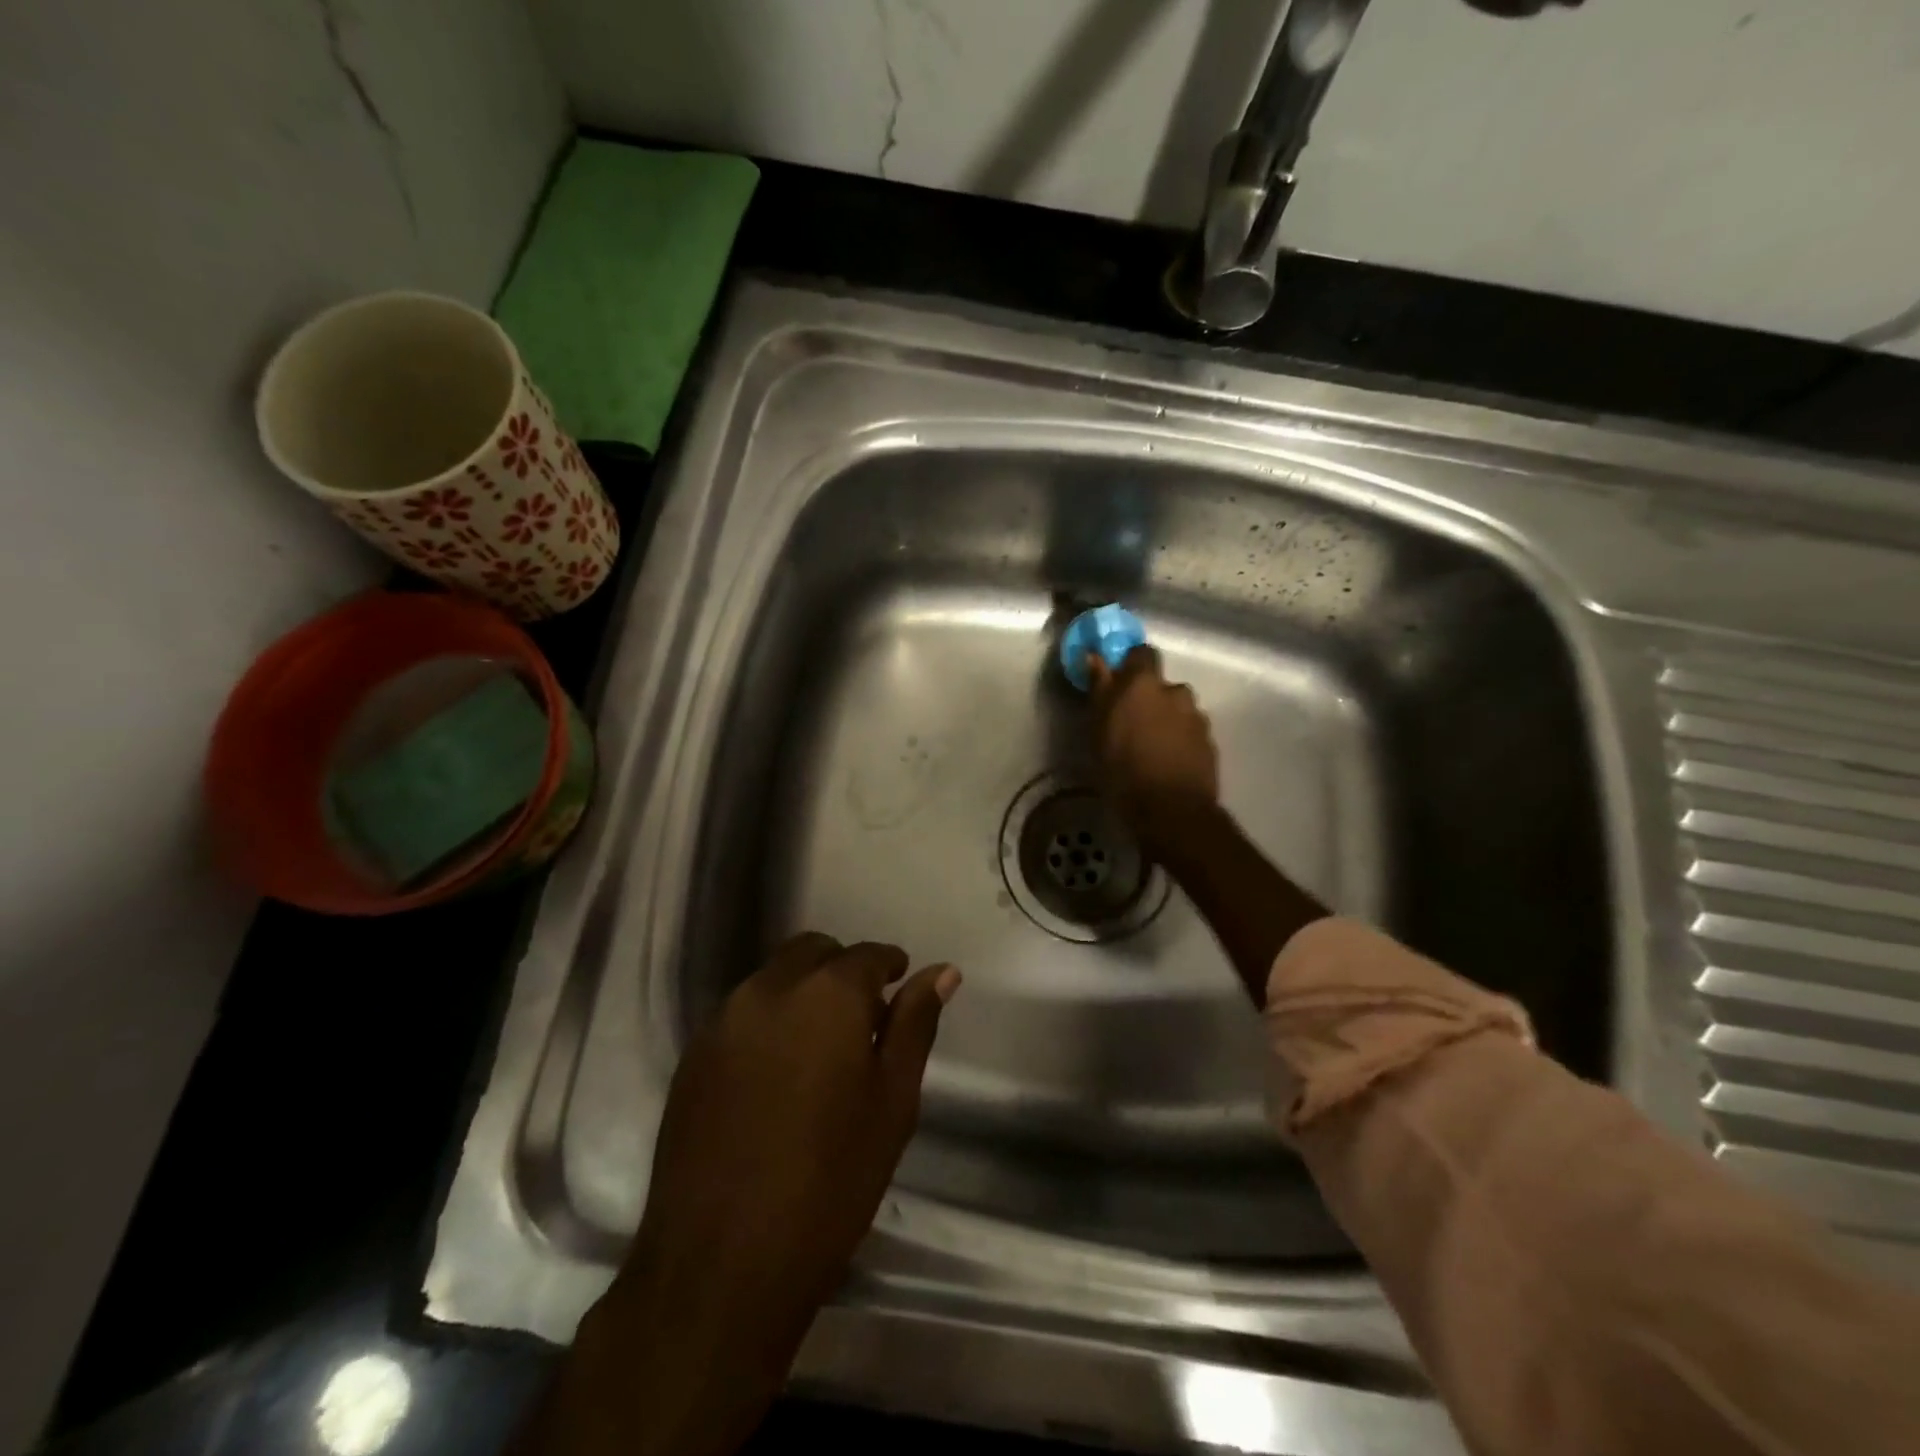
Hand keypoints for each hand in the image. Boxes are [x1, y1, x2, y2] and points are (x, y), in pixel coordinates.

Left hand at [537, 935, 959, 1455]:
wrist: (720, 1266)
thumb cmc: (830, 1183)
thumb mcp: (892, 1102)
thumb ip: (914, 1025)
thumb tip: (942, 971)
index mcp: (826, 995)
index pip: (865, 955)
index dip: (888, 966)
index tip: (899, 987)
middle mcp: (769, 990)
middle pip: (812, 952)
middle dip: (841, 970)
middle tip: (862, 1020)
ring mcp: (723, 1021)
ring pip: (772, 978)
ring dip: (802, 992)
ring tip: (820, 1049)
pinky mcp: (692, 1056)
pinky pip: (740, 1013)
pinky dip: (767, 1020)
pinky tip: (777, 1074)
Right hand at [1087, 645, 1219, 840]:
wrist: (1173, 812)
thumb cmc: (1123, 769)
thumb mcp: (1098, 730)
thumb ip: (1100, 689)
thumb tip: (1094, 656)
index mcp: (1144, 683)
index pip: (1141, 653)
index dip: (1130, 664)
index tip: (1118, 681)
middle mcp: (1175, 691)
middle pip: (1160, 685)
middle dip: (1148, 698)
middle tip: (1131, 725)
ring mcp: (1197, 717)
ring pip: (1177, 709)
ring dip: (1166, 720)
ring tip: (1151, 749)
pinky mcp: (1210, 743)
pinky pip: (1190, 732)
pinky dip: (1179, 741)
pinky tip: (1167, 763)